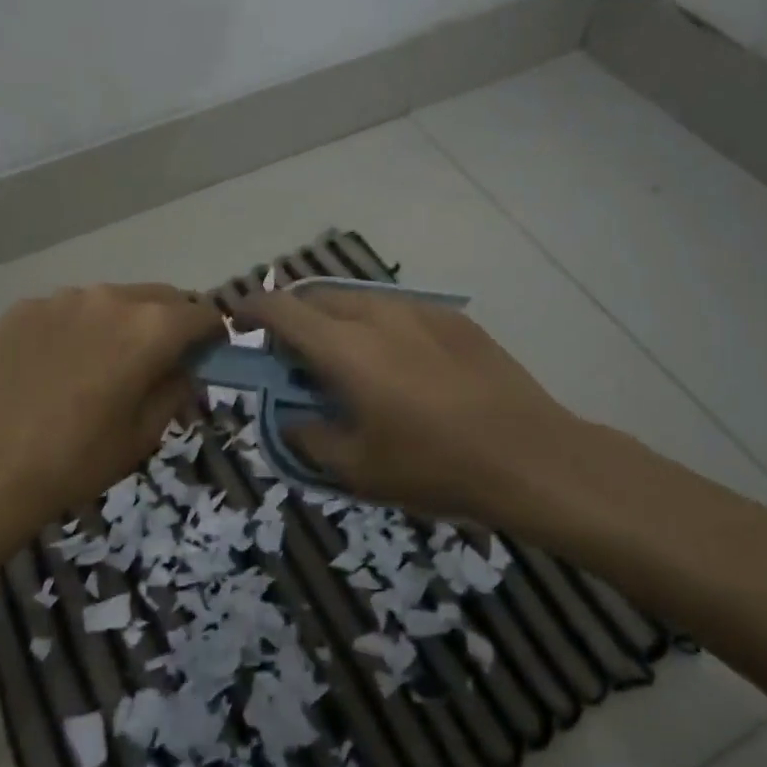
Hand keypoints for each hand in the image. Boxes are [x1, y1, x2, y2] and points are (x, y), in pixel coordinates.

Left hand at [0, 284, 221, 555]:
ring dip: (123, 322)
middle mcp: (110, 298)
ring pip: (112, 300)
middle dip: (172, 322)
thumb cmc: (77, 460)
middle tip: (161, 358)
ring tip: (103, 362)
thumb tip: (183, 368)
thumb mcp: (144, 434)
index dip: (213, 334)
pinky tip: (58, 365)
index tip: (209, 354)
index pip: (202, 313)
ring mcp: (62, 298)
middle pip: (160, 297)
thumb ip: (175, 389)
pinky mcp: (24, 307)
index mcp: (151, 328)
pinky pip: (68, 310)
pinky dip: (78, 328)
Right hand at [241, 286, 590, 531]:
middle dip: (294, 319)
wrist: (529, 455)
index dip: (250, 309)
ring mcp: (420, 310)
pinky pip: (397, 311)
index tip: (237, 321)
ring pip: (358, 300)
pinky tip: (400, 366)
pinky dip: (377, 327)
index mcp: (345, 348)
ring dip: (336, 321)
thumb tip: (292, 416)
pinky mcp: (453, 318)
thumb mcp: (357, 468)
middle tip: (296, 358)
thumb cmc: (434, 465)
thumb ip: (309, 436)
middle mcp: (377, 314)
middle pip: (317, 298)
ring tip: (348, 361)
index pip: (281, 309)